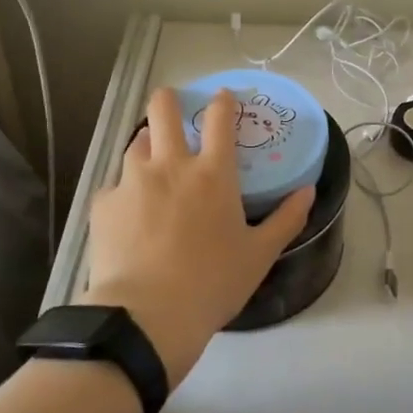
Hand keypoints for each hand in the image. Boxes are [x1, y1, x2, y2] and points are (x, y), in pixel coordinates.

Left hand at [82, 87, 313, 385]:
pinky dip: (125, 190)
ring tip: (152, 163)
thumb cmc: (213, 283)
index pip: (219, 119)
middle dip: (169, 100)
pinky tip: (128, 212)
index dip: (222, 101)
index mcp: (213, 174)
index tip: (222, 97)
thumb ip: (286, 218)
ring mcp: (132, 181)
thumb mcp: (260, 254)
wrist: (147, 316)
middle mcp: (170, 165)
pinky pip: (115, 185)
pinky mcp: (104, 203)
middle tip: (173, 107)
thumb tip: (308, 191)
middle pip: (163, 109)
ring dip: (147, 145)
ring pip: (136, 142)